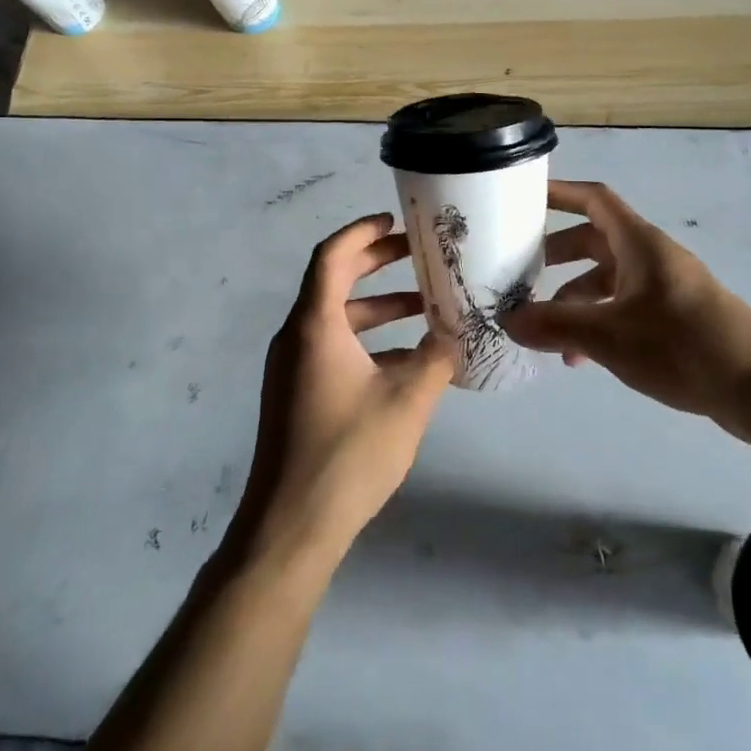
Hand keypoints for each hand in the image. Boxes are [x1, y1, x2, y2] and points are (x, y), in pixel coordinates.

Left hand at [229, 214, 454, 568]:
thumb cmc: (348, 454)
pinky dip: (367, 341)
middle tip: (418, 254)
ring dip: (378, 307)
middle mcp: (297, 336)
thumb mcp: (407, 401)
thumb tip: (461, 332)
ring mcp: (292, 367)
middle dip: (376, 263)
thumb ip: (437, 358)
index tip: (395, 221)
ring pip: (336, 318)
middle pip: (334, 280)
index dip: (362, 231)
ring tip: (425, 307)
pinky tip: (408, 360)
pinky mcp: (296, 393)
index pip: (332, 255)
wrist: (290, 528)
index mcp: (315, 325)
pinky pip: (332, 347)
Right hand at [501, 181, 750, 427]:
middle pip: (595, 240)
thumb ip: (555, 325)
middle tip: (521, 270)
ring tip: (545, 330)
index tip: (523, 198)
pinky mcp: (675, 320)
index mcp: (639, 243)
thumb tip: (507, 321)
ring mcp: (665, 289)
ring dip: (575, 298)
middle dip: (557, 254)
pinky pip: (624, 309)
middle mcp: (651, 257)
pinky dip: (599, 323)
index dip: (559, 192)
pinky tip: (581, 358)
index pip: (594, 199)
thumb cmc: (683, 345)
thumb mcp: (609, 335)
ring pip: (608, 279)